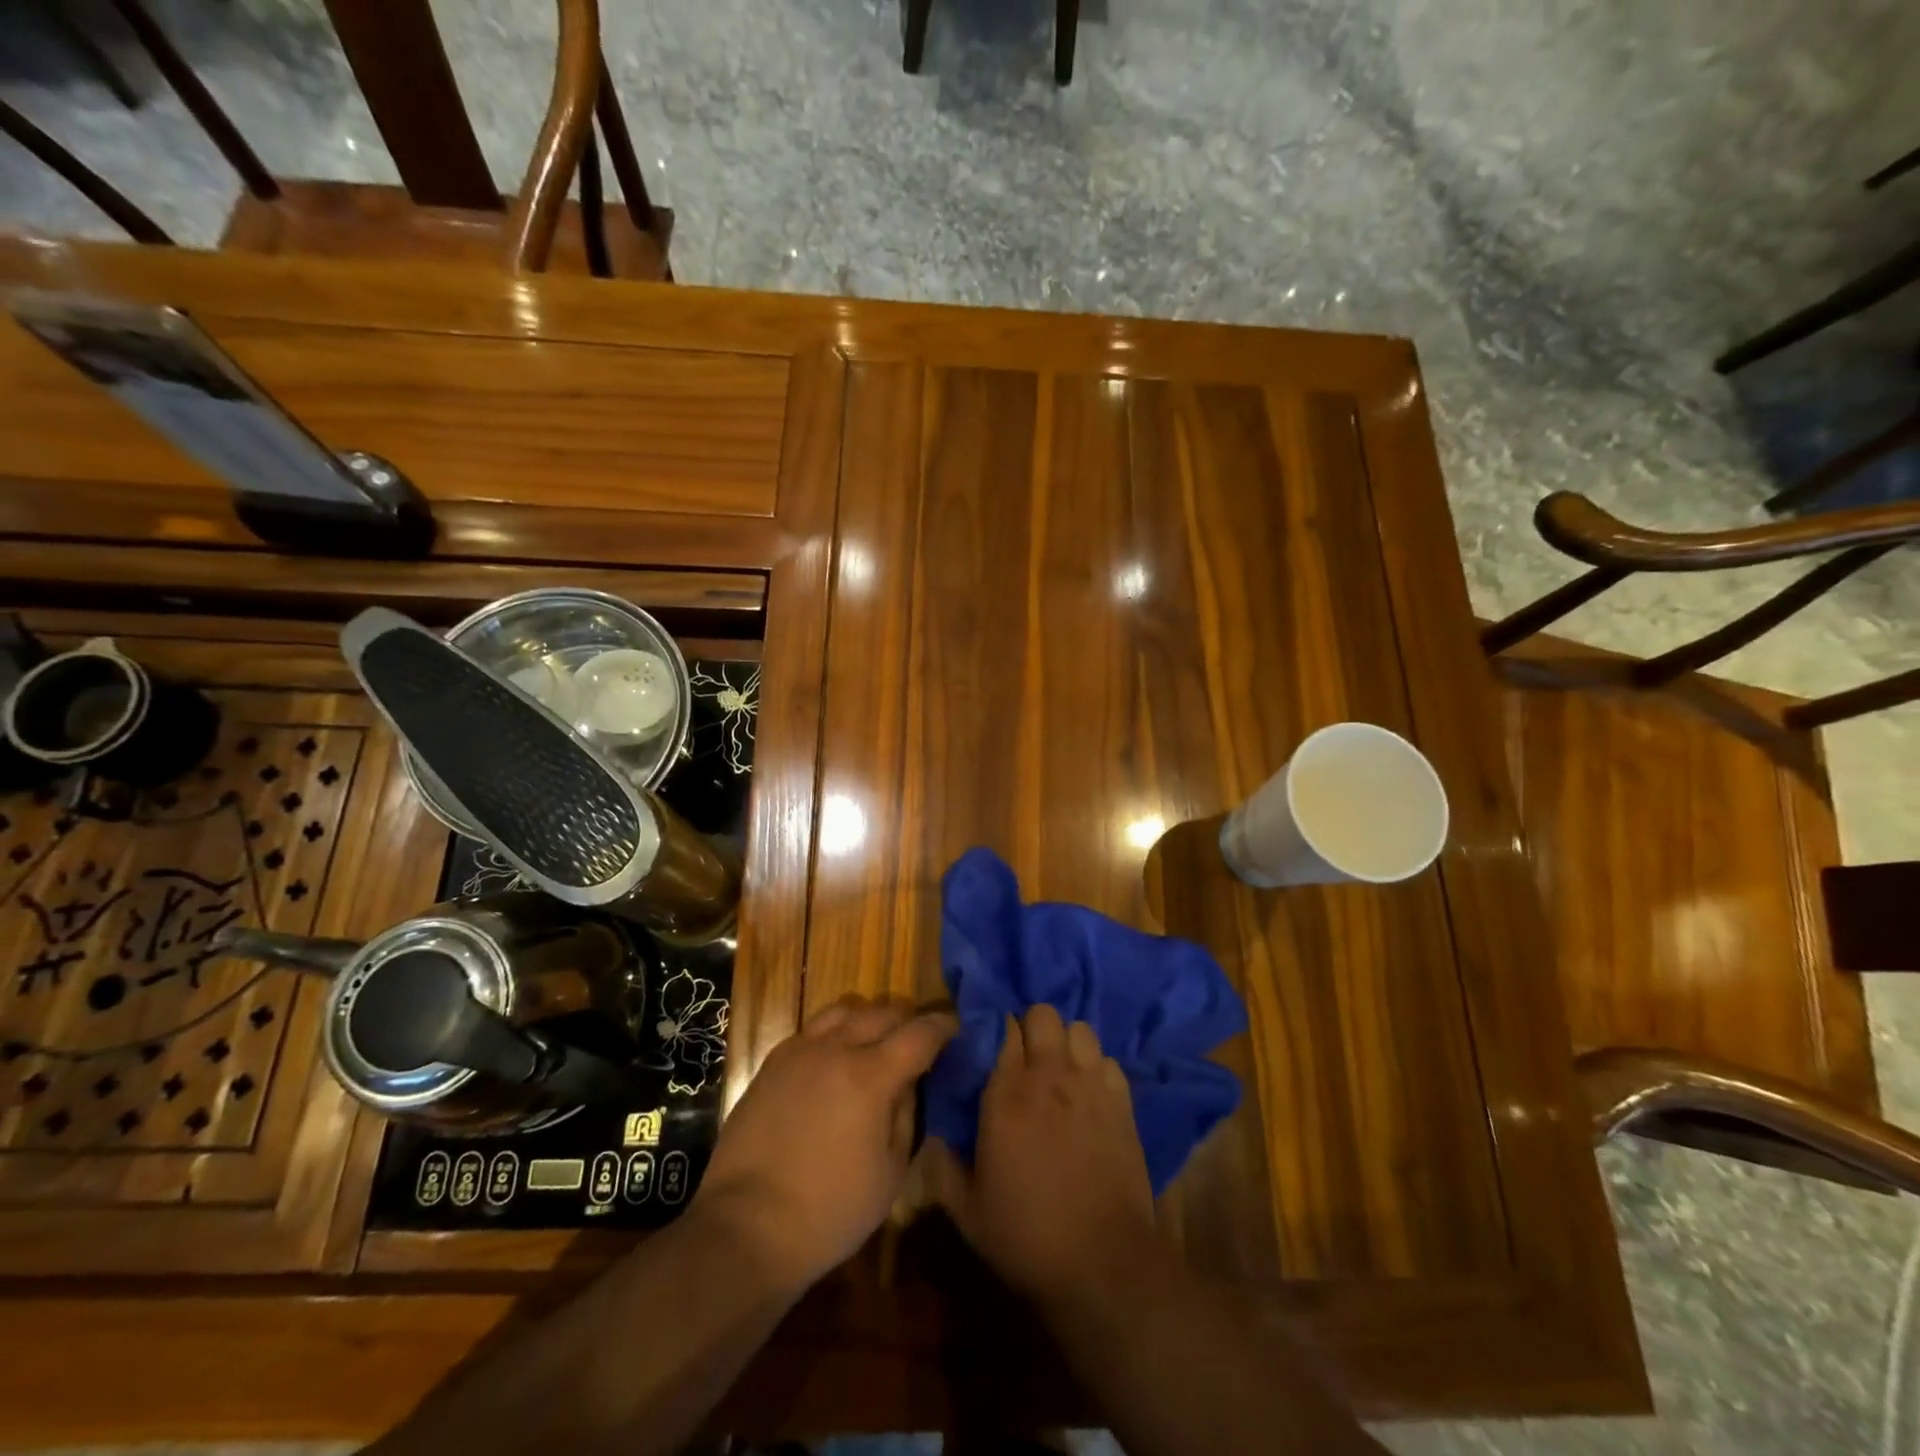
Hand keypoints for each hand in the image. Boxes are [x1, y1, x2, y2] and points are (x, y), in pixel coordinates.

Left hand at [694, 995, 955, 1292]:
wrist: (747, 1227)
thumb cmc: (830, 1211)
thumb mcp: (890, 1173)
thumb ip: (905, 1115)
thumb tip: (907, 1083)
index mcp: (871, 1075)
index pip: (920, 1033)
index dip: (943, 1027)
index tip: (955, 1028)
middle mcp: (836, 1049)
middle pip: (883, 1011)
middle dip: (908, 1019)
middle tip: (918, 1039)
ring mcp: (800, 1051)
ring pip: (845, 1009)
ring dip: (869, 1018)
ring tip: (875, 1041)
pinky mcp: (772, 1063)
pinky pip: (813, 1029)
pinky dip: (834, 1032)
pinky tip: (835, 1059)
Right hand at [932, 1005, 1159, 1308]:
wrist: (1102, 1265)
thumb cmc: (1026, 1236)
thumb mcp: (967, 1210)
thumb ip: (943, 1164)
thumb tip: (935, 1134)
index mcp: (1007, 1093)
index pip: (1003, 1027)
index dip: (997, 1031)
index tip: (991, 1050)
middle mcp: (1050, 1076)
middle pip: (1044, 1014)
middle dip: (1032, 1027)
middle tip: (1025, 1058)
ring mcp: (1091, 1085)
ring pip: (1080, 1029)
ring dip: (1066, 1043)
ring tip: (1060, 1071)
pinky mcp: (1123, 1103)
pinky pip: (1108, 1061)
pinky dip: (1096, 1069)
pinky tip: (1089, 1095)